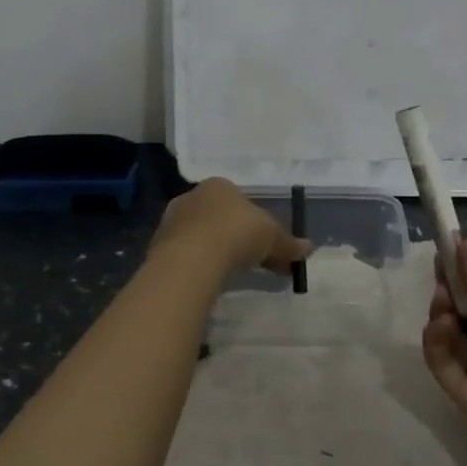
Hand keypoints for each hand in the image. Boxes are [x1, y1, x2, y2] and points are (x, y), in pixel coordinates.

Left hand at [150, 178, 310, 278]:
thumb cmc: (236, 233)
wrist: (191, 258)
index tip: (268, 246)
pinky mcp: (159, 246)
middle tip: (254, 263)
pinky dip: (200, 265)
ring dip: (217, 251)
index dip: (257, 223)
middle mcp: (193, 196)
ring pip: (202, 235)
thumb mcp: (272, 237)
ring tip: (232, 274)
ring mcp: (172, 221)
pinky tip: (210, 280)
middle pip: (220, 217)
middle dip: (238, 238)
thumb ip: (288, 243)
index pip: (240, 200)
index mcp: (219, 185)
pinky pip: (187, 254)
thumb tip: (308, 248)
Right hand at [422, 238, 466, 465]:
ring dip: (443, 314)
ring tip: (443, 303)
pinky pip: (444, 365)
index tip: (447, 244)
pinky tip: (440, 327)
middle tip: (439, 271)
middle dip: (451, 289)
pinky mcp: (465, 400)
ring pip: (451, 337)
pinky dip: (436, 344)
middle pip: (466, 312)